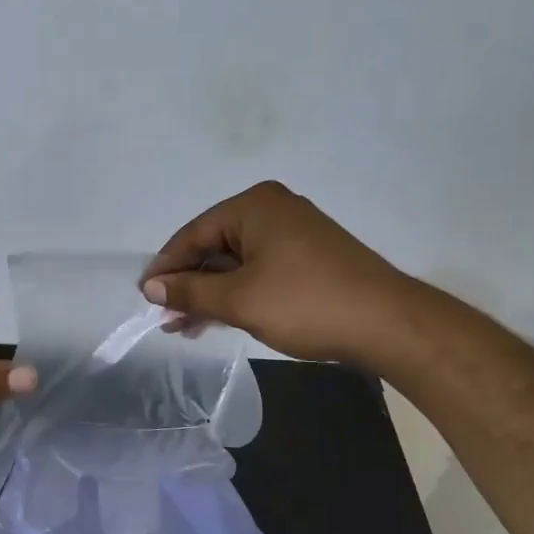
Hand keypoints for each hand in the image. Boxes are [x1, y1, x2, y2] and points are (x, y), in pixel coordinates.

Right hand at [141, 182, 417, 362]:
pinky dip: (235, 293)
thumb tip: (151, 288)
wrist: (388, 324)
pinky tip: (216, 319)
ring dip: (209, 293)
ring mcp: (293, 233)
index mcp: (254, 206)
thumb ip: (190, 292)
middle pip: (213, 246)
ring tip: (183, 326)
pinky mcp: (307, 257)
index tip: (144, 297)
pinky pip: (257, 270)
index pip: (193, 234)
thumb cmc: (305, 303)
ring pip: (234, 262)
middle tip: (164, 316)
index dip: (166, 267)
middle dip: (187, 283)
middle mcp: (272, 210)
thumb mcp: (238, 300)